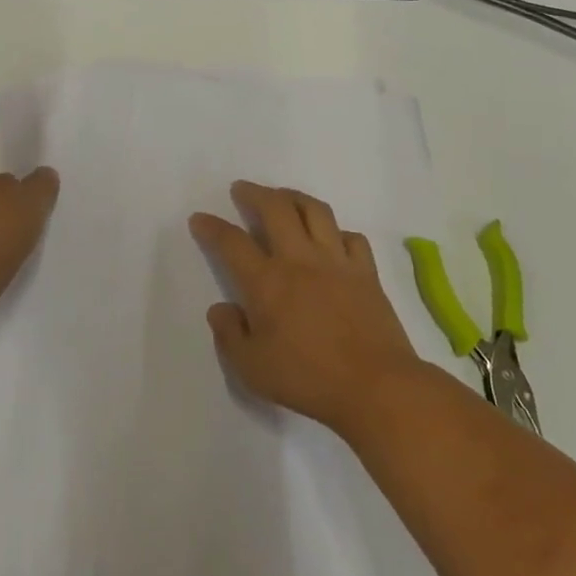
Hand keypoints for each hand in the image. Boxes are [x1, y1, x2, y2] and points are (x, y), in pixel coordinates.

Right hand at [189, 181, 423, 435]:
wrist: (376, 385)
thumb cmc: (308, 379)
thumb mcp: (252, 369)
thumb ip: (229, 335)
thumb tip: (220, 308)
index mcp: (267, 282)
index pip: (232, 243)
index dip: (212, 227)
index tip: (200, 218)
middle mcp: (299, 260)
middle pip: (275, 208)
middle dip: (254, 193)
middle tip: (242, 189)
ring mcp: (337, 261)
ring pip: (314, 211)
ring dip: (294, 196)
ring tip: (282, 197)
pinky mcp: (366, 271)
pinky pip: (351, 237)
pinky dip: (336, 231)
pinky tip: (331, 238)